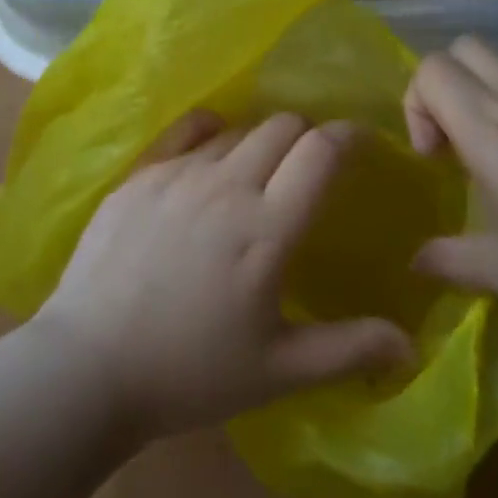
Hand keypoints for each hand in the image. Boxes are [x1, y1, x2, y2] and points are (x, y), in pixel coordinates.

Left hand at [36, 111, 413, 440]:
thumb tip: (409, 345)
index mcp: (267, 227)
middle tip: (306, 168)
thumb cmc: (190, 372)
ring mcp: (179, 173)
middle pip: (282, 125)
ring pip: (236, 129)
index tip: (360, 142)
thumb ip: (347, 350)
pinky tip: (209, 152)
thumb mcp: (277, 371)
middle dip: (305, 136)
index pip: (321, 151)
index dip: (349, 136)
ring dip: (258, 142)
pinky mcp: (141, 174)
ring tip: (255, 174)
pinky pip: (186, 131)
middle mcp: (227, 184)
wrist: (89, 365)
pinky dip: (210, 133)